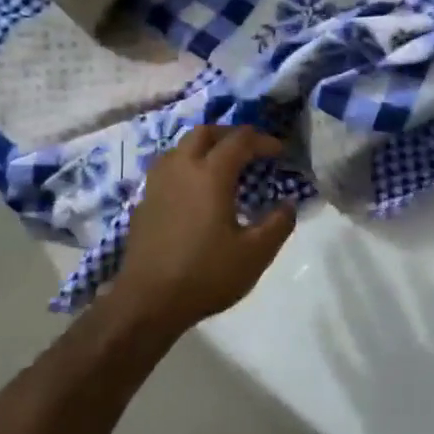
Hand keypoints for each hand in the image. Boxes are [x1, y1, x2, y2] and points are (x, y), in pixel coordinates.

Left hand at [106, 126, 297, 333]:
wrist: (148, 301)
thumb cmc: (206, 274)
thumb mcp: (255, 254)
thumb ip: (278, 224)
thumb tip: (288, 204)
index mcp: (210, 174)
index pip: (240, 140)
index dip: (263, 140)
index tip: (280, 152)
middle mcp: (181, 168)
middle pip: (205, 132)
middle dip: (231, 134)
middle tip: (250, 150)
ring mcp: (157, 183)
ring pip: (181, 146)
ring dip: (205, 147)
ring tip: (222, 166)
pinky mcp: (144, 202)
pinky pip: (168, 168)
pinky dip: (187, 166)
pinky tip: (195, 191)